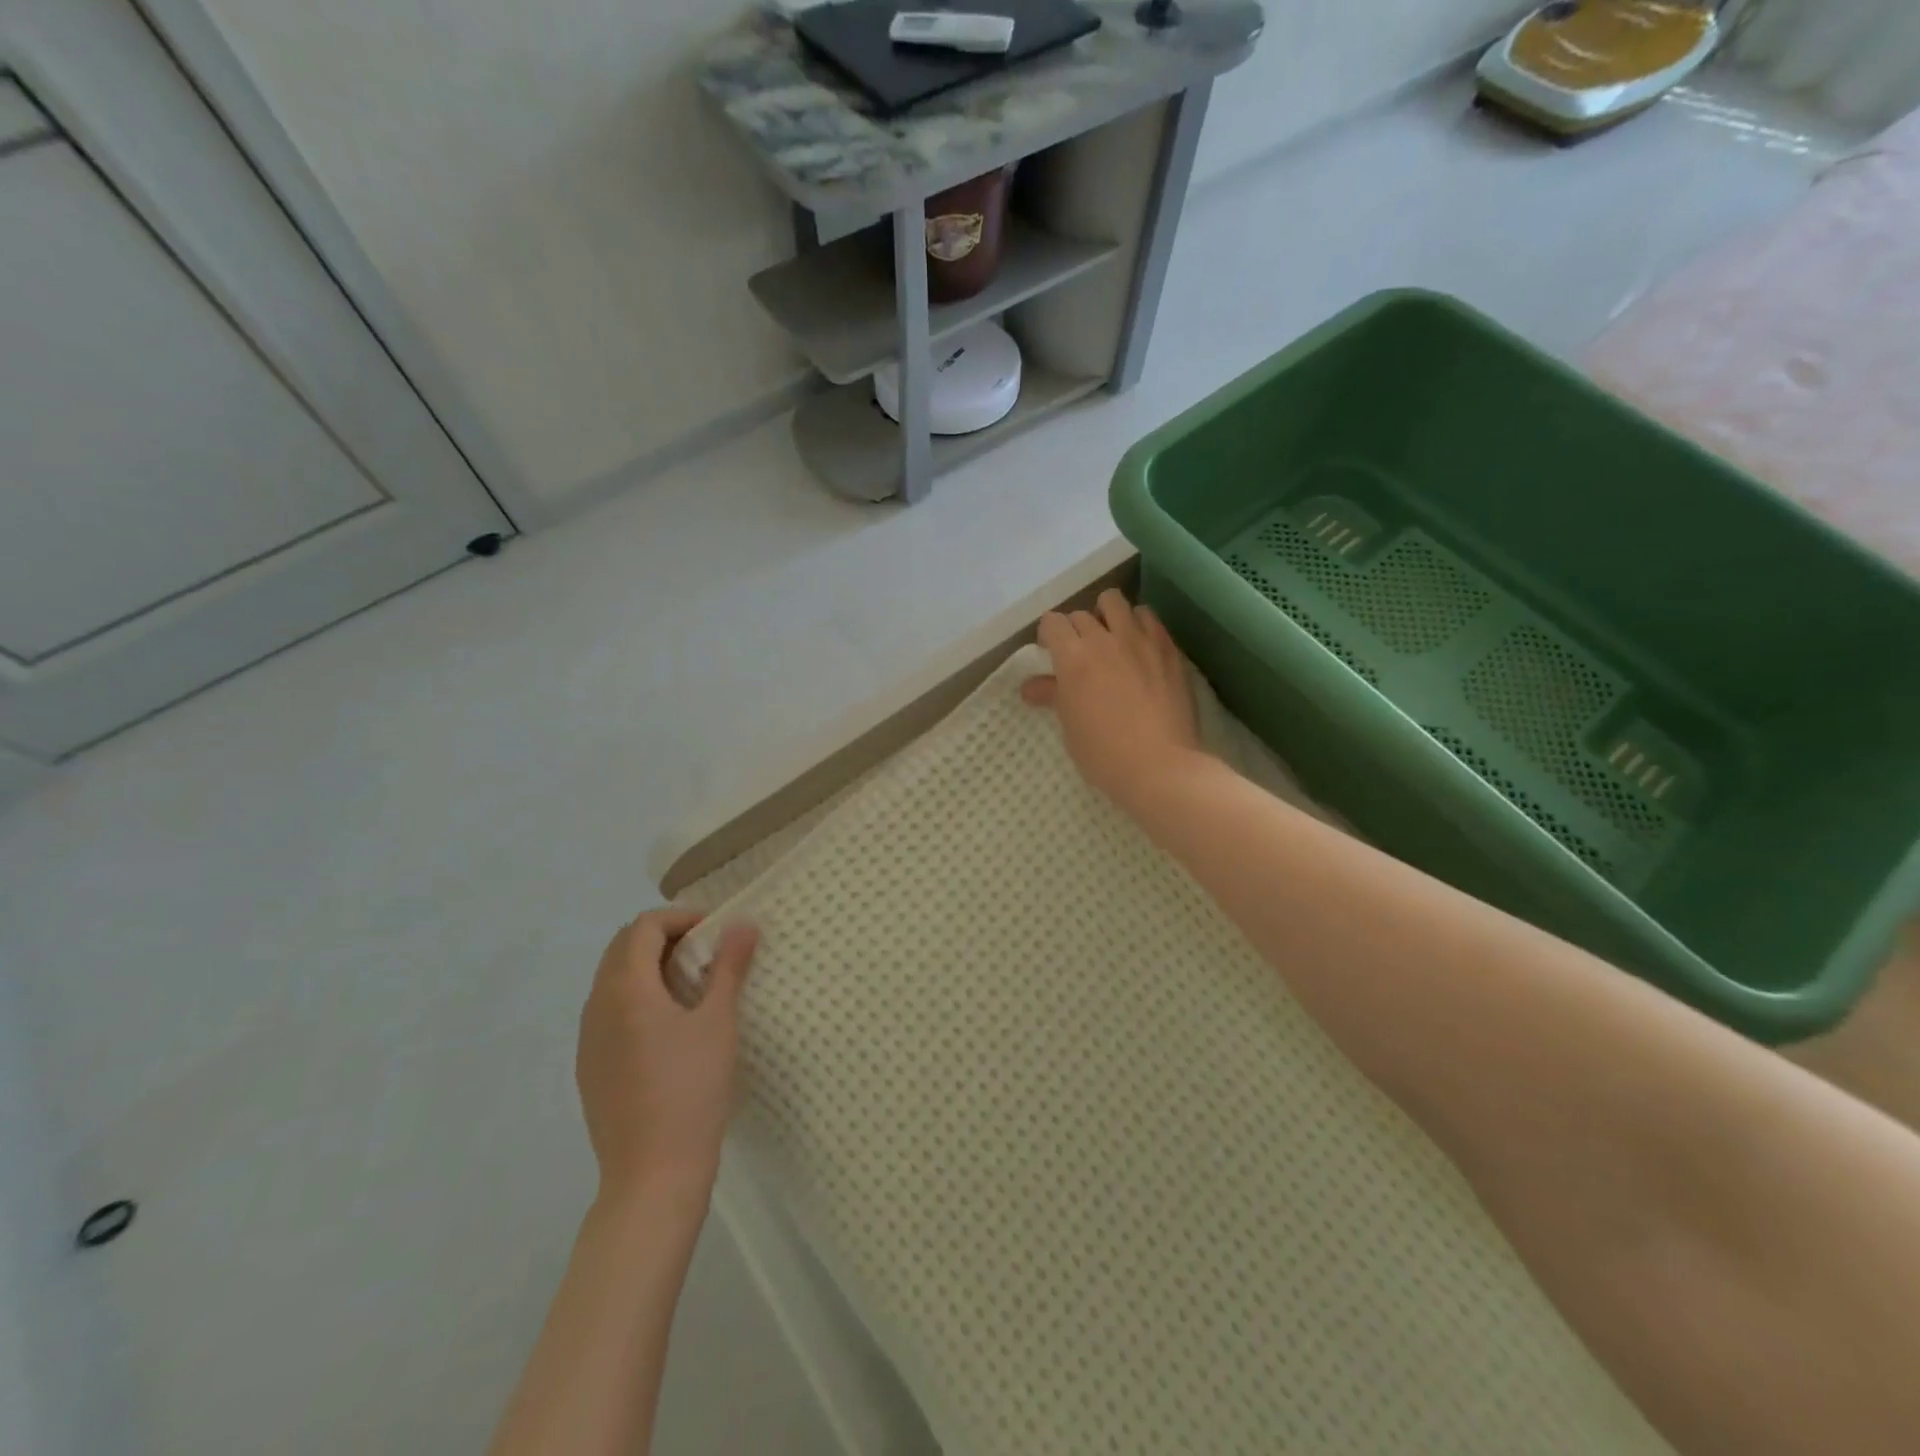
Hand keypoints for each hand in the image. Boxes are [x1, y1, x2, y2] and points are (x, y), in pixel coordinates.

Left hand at [577, 908, 758, 1210]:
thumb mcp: (718, 1022)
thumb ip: (729, 967)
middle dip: (665, 937)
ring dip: (651, 967)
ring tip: (694, 986)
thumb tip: (743, 923)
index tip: (717, 931)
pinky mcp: (591, 1067)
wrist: (652, 1174)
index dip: (681, 918)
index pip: (644, 927)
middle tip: (708, 952)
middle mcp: (597, 1006)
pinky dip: (639, 997)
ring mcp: (589, 1039)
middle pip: (623, 947)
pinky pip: (610, 1011)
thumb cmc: (691, 1089)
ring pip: (614, 979)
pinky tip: (671, 1027)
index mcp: (625, 989)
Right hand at [1020, 588, 1204, 814]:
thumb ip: (1052, 696)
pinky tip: (1138, 644)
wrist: (1160, 766)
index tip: (1050, 652)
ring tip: (1109, 636)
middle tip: (1078, 653)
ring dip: (1106, 614)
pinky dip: (1138, 623)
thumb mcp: (1070, 726)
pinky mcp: (1167, 648)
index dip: (1049, 635)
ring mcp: (1139, 639)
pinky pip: (1148, 617)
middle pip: (1081, 614)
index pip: (1053, 623)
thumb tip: (1029, 687)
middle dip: (1075, 629)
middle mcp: (1104, 638)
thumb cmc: (1103, 754)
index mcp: (1072, 658)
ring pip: (1116, 602)